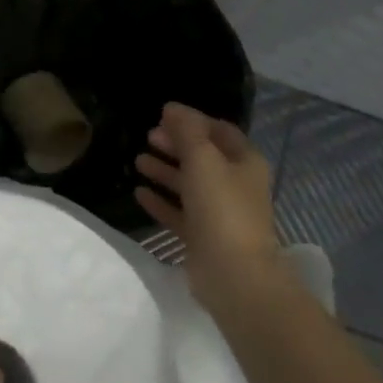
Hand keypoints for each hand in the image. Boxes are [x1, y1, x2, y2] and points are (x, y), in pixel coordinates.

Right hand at [135, 102, 283, 312]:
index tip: (164, 115)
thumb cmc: (222, 208)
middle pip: (203, 157)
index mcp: (245, 162)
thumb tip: (172, 107)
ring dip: (165, 172)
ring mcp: (219, 213)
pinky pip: (179, 213)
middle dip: (176, 145)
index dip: (193, 120)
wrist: (234, 274)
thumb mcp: (203, 159)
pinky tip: (139, 194)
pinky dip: (161, 202)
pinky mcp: (203, 238)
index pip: (219, 131)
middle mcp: (235, 184)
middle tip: (148, 137)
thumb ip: (187, 131)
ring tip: (137, 161)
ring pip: (189, 185)